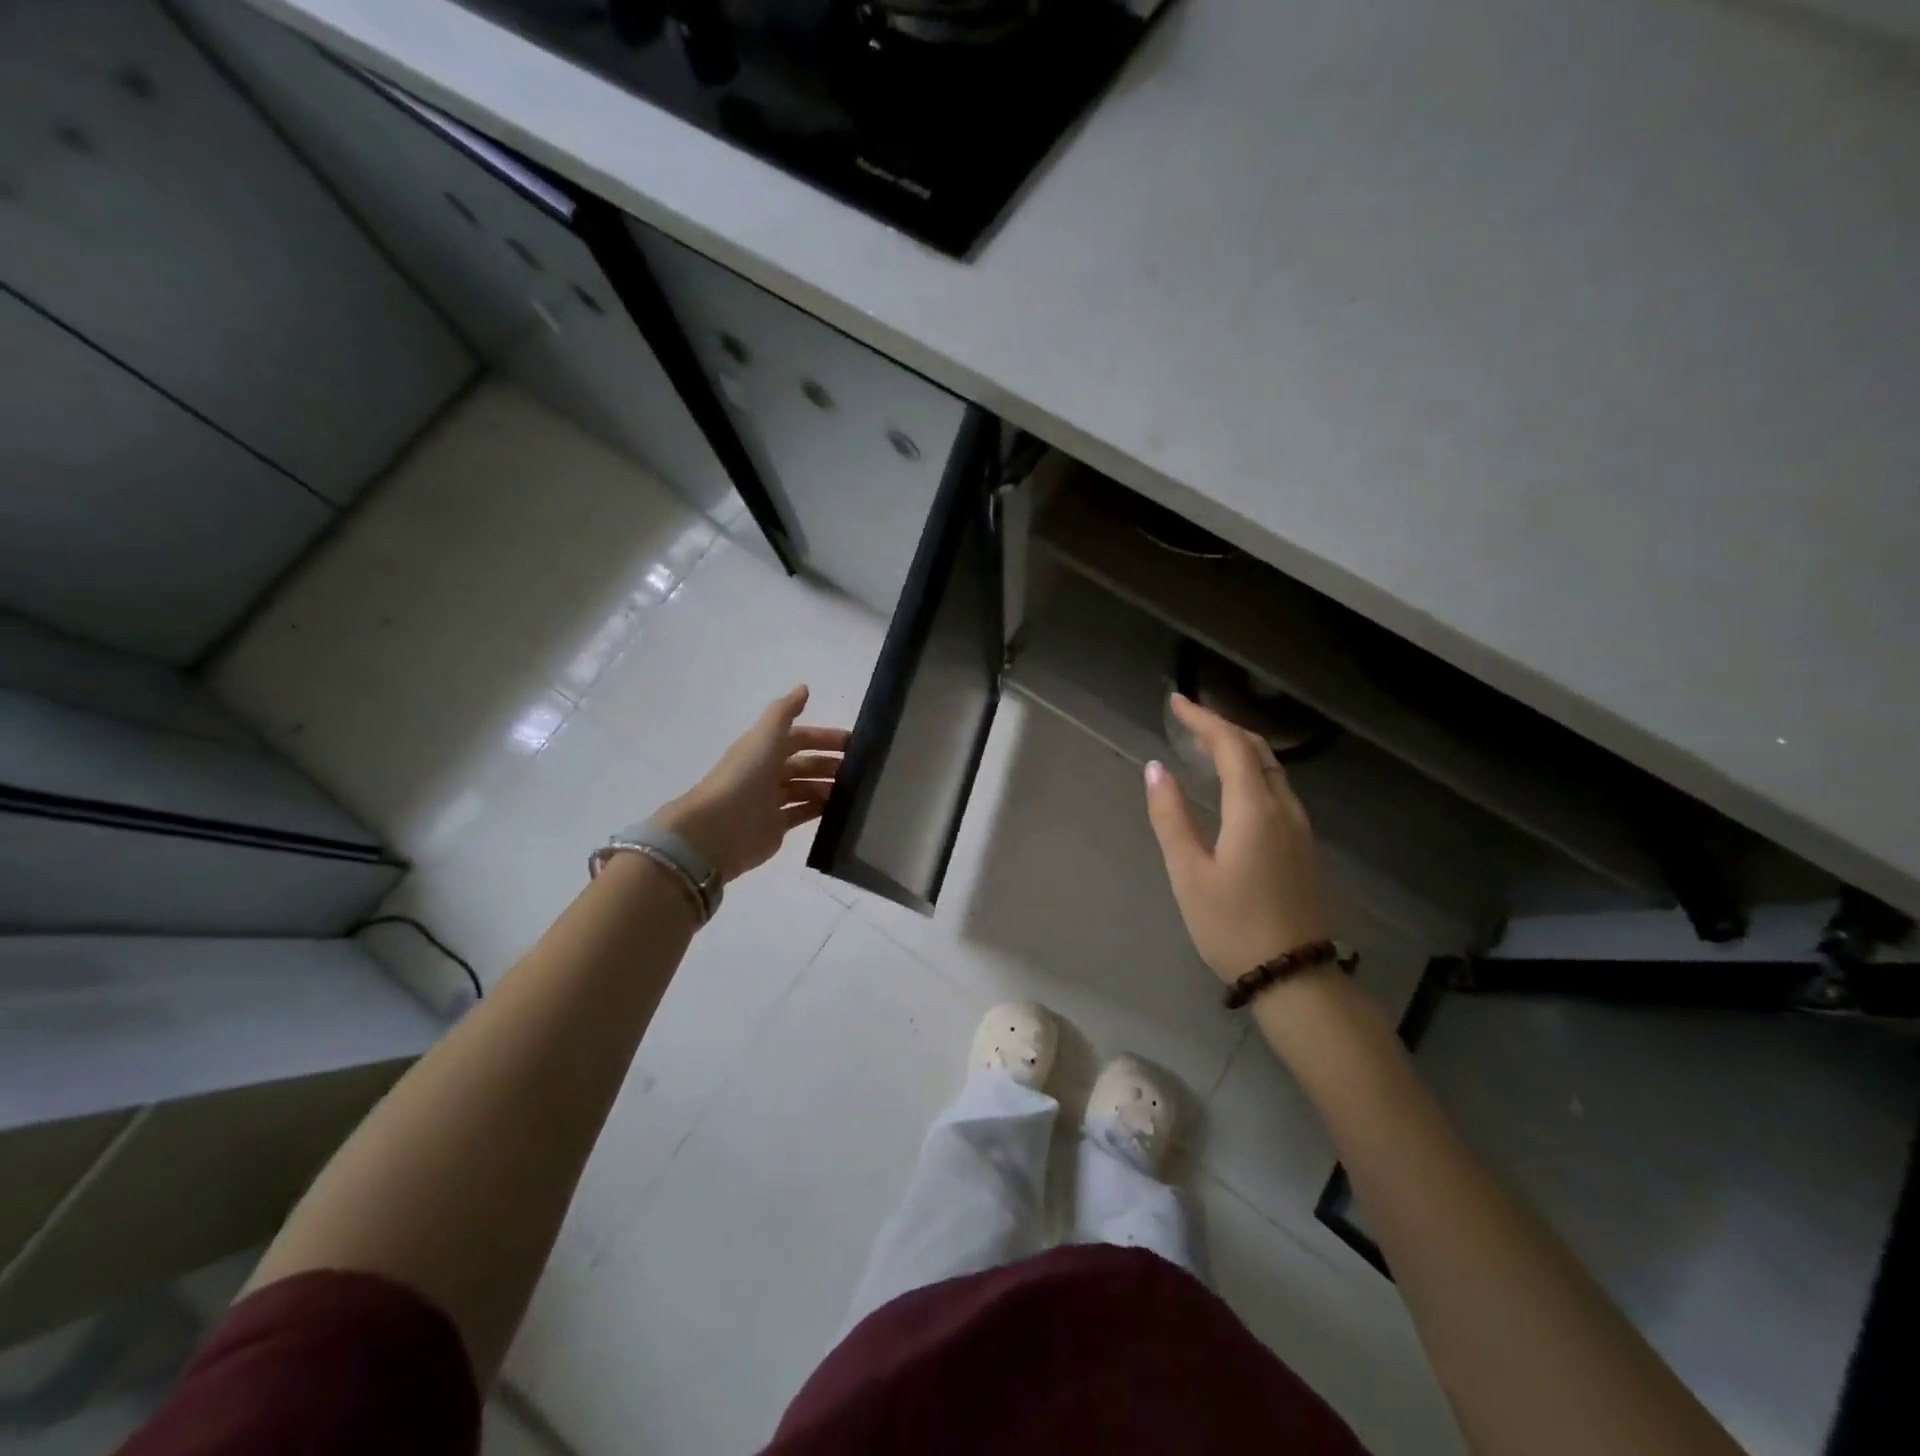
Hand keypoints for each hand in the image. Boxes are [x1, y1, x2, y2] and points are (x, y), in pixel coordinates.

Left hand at [653, 686, 849, 882]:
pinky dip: (820, 810)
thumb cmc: (745, 776)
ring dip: (827, 787)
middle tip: (860, 770)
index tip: (852, 743)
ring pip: (805, 789)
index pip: (798, 738)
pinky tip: (840, 810)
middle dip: (829, 764)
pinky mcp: (775, 827)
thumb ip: (785, 711)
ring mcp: (771, 801)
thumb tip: (804, 688)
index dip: (823, 738)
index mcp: (763, 749)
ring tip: (853, 791)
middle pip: (804, 765)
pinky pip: (803, 814)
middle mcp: (766, 773)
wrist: (719, 827)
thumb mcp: (766, 736)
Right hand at [1143, 693, 1332, 984]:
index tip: (1177, 703)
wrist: (1295, 978)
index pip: (1232, 745)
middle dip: (1223, 727)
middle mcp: (1284, 809)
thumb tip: (1156, 769)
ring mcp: (1300, 828)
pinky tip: (1234, 786)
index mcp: (1255, 810)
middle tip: (1188, 721)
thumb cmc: (1233, 926)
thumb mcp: (1189, 874)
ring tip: (1205, 746)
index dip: (1204, 719)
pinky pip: (1277, 790)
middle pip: (1257, 750)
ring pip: (1271, 770)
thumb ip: (1171, 817)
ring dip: (1240, 749)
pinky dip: (1252, 772)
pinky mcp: (1304, 847)